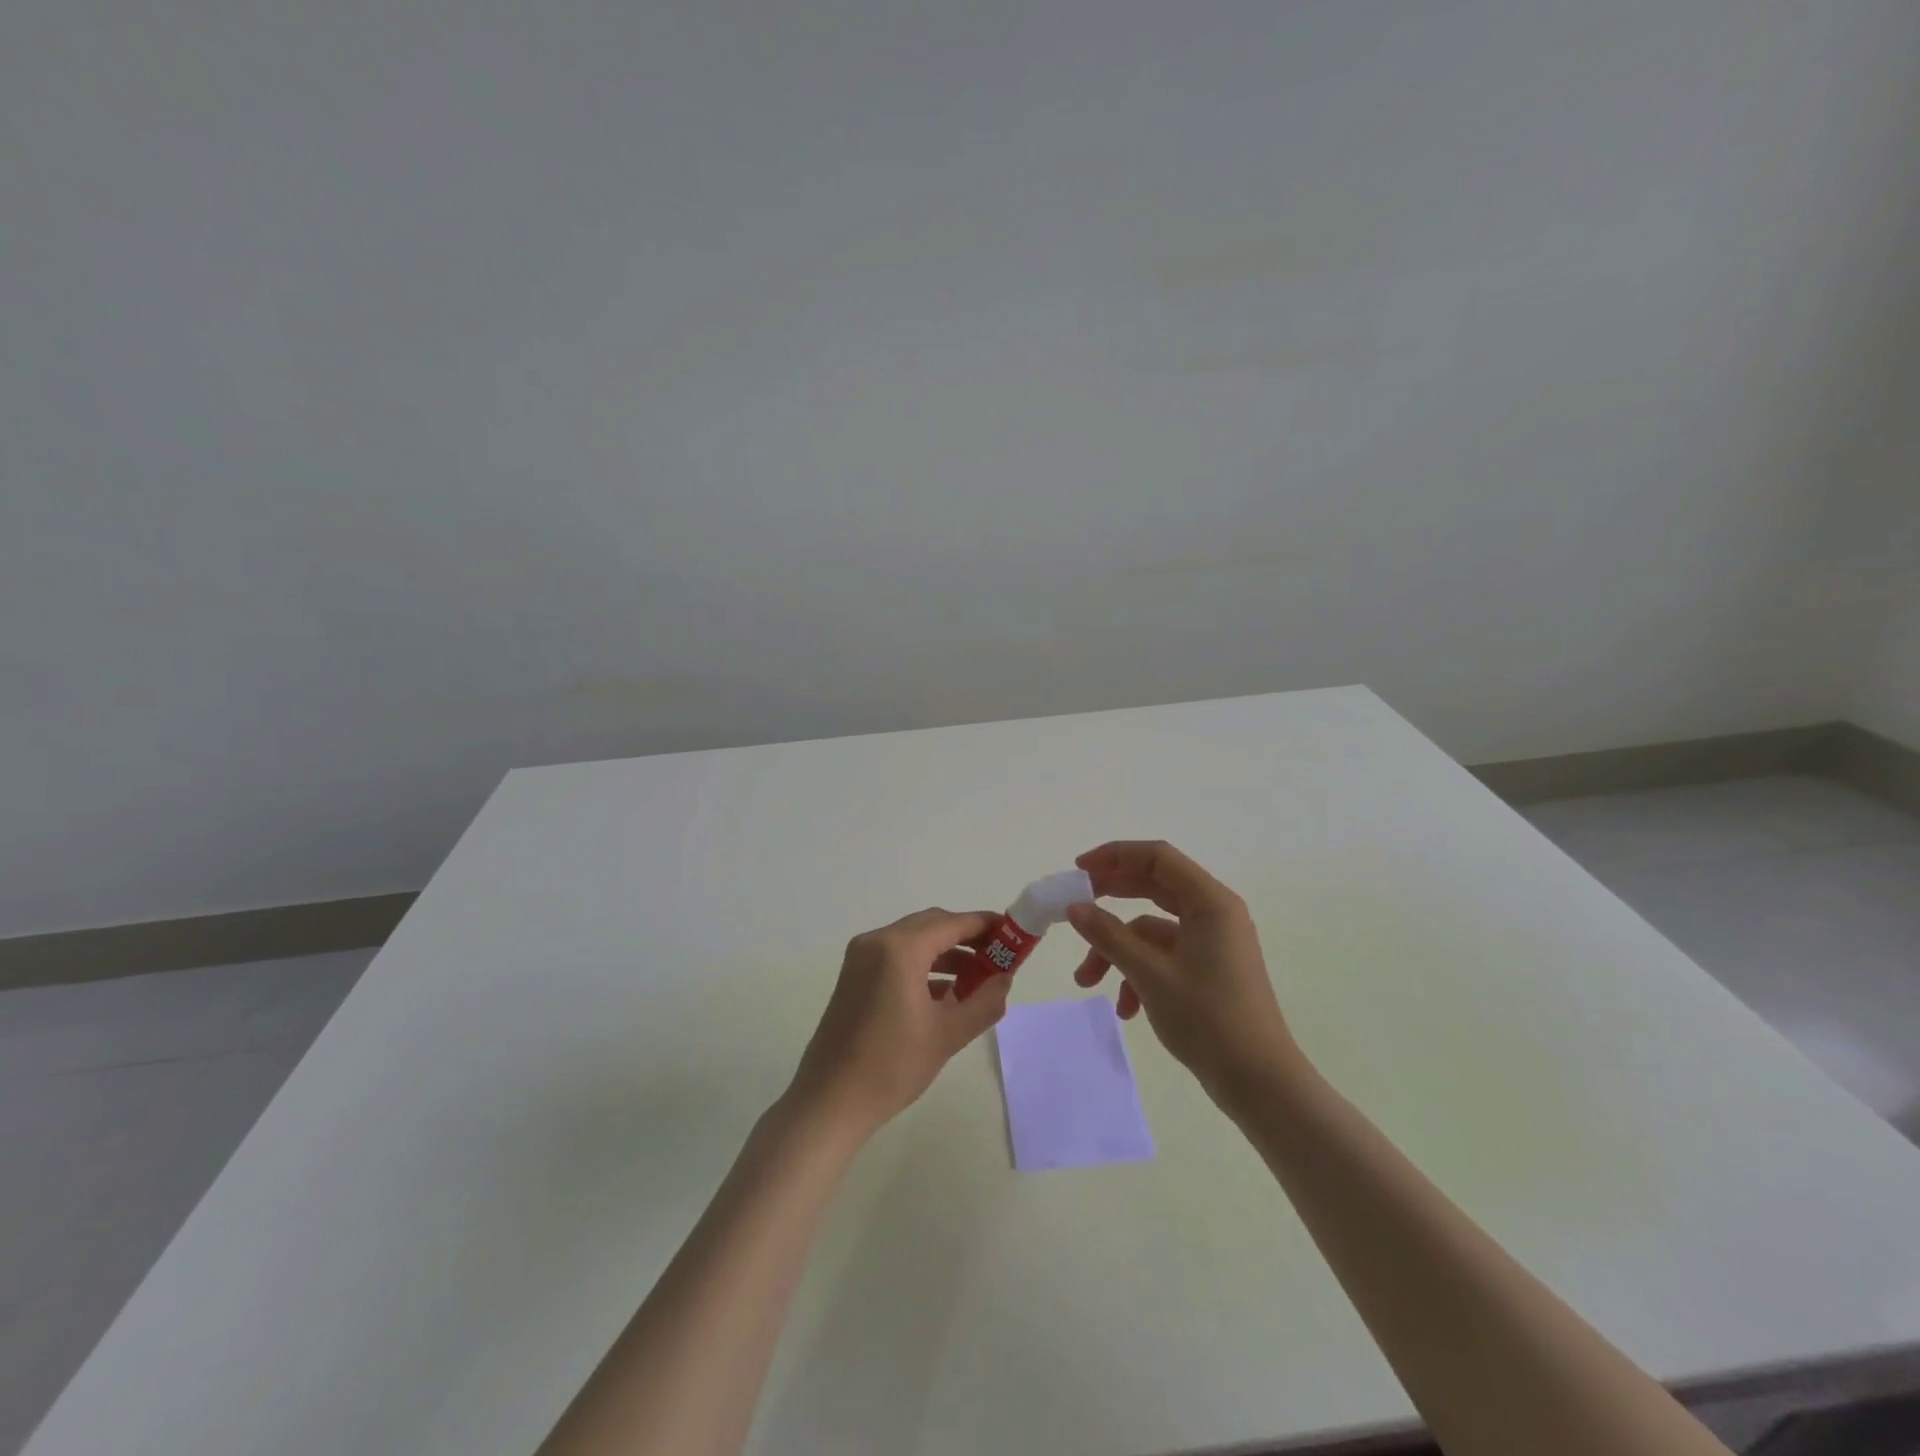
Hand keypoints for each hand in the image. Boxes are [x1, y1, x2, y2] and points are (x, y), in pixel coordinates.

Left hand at [786, 907, 1012, 1134]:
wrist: (830, 1101)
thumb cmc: (892, 1066)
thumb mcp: (948, 1034)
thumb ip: (984, 1001)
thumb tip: (1004, 979)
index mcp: (900, 949)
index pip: (952, 923)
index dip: (985, 925)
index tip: (1012, 934)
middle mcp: (877, 941)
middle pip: (932, 925)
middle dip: (967, 937)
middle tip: (998, 957)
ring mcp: (861, 957)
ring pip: (914, 940)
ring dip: (946, 952)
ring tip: (977, 979)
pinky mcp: (854, 975)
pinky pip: (896, 956)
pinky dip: (923, 965)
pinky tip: (945, 993)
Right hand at [1066, 841, 1298, 1106]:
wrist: (1259, 1083)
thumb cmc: (1208, 1019)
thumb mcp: (1150, 975)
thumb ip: (1109, 936)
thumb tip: (1074, 908)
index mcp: (1210, 902)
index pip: (1157, 858)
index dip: (1115, 856)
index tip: (1078, 871)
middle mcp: (1214, 913)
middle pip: (1153, 887)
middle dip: (1110, 899)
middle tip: (1074, 907)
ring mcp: (1212, 942)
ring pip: (1152, 929)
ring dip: (1118, 950)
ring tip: (1087, 982)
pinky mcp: (1208, 968)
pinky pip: (1164, 955)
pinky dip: (1138, 973)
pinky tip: (1125, 1008)